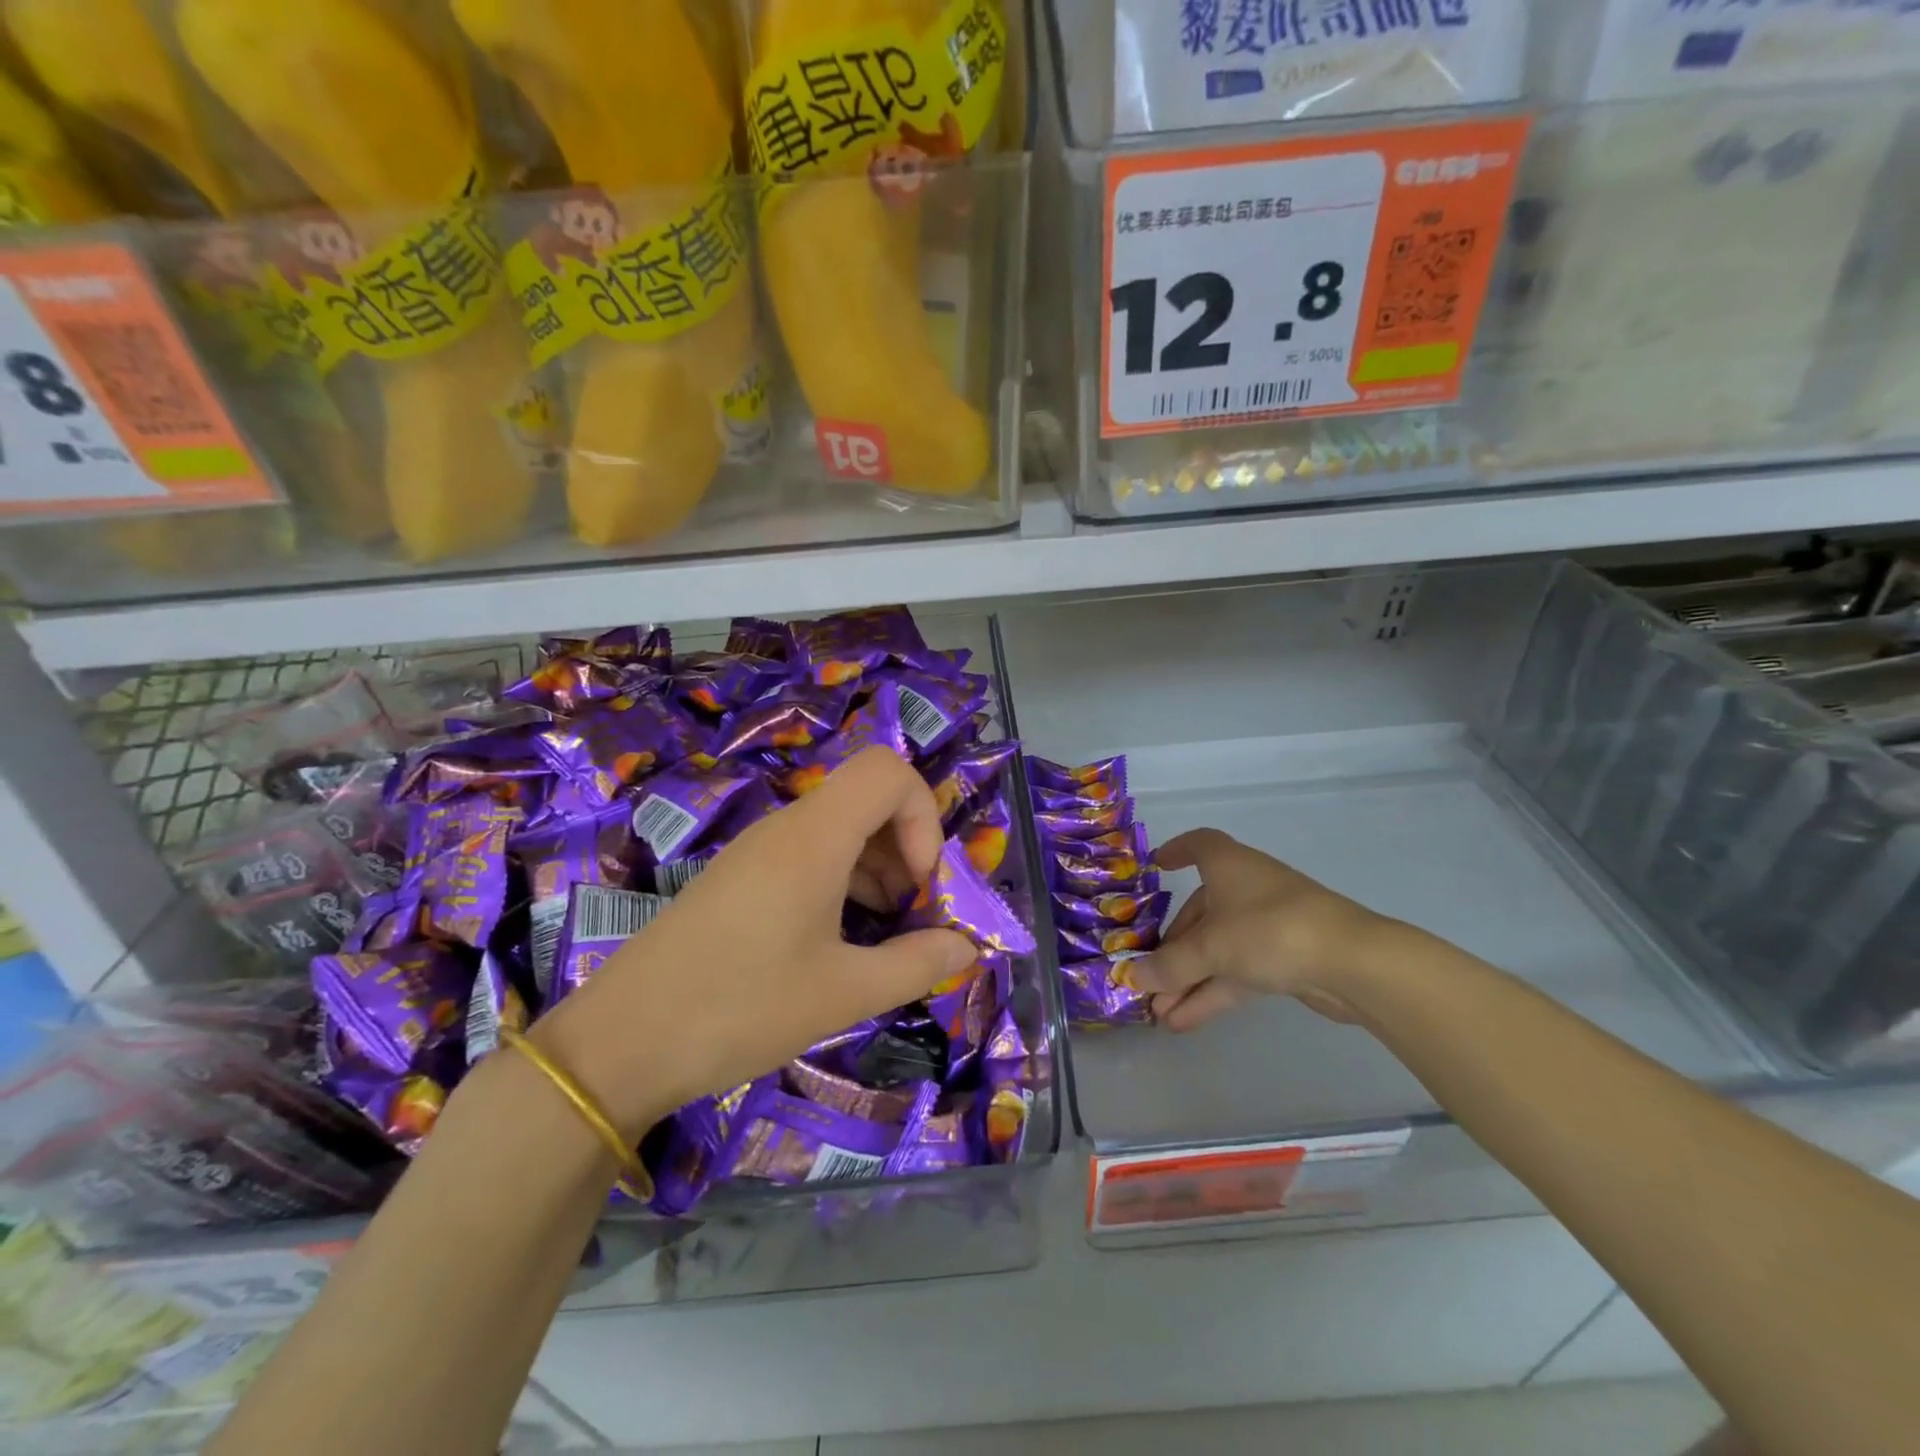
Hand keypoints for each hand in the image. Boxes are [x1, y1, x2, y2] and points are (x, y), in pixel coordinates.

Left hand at [537, 748, 977, 1136]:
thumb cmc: (740, 1008)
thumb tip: (965, 947)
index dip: (924, 816)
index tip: (922, 884)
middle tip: (915, 917)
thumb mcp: (843, 994)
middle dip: (908, 848)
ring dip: (878, 869)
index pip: (889, 771)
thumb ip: (916, 965)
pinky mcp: (740, 878)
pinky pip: (808, 855)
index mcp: (814, 837)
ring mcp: (757, 851)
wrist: (618, 1044)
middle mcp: (786, 828)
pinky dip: (843, 881)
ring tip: (885, 936)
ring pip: (840, 828)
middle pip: (868, 798)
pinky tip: (841, 940)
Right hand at [1131, 828, 1386, 1031]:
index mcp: (1228, 866)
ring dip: (1187, 979)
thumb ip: (1169, 966)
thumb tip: (1130, 976)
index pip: (1200, 846)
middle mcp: (1246, 889)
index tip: (1157, 866)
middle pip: (1201, 912)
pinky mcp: (1285, 959)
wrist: (1353, 963)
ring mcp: (1268, 925)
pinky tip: (1184, 1022)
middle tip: (1147, 978)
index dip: (1177, 851)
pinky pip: (1236, 972)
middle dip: (1172, 949)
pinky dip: (1211, 993)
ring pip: (1217, 949)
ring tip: (1158, 1013)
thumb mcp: (1210, 948)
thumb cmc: (1269, 930)